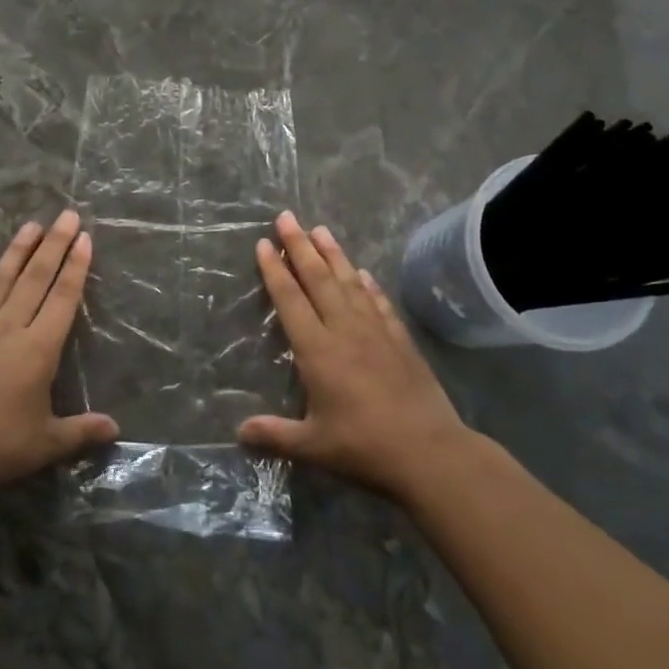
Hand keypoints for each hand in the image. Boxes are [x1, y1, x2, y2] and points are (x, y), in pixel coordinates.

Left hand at [0, 210, 117, 500]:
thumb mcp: (46, 444)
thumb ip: (81, 431)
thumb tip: (116, 428)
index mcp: (37, 350)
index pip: (62, 299)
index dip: (76, 267)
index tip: (84, 237)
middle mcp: (7, 329)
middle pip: (35, 280)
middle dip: (54, 246)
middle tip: (66, 215)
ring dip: (15, 253)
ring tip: (30, 226)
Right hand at [239, 212, 478, 504]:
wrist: (430, 452)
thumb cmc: (365, 447)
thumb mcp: (313, 447)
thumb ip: (275, 435)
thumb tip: (239, 433)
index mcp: (318, 351)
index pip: (290, 300)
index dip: (275, 270)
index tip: (265, 243)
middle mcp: (344, 330)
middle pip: (318, 279)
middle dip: (300, 246)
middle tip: (287, 216)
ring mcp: (376, 331)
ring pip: (349, 282)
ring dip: (333, 254)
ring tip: (321, 229)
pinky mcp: (400, 340)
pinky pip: (380, 302)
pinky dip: (368, 284)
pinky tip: (364, 272)